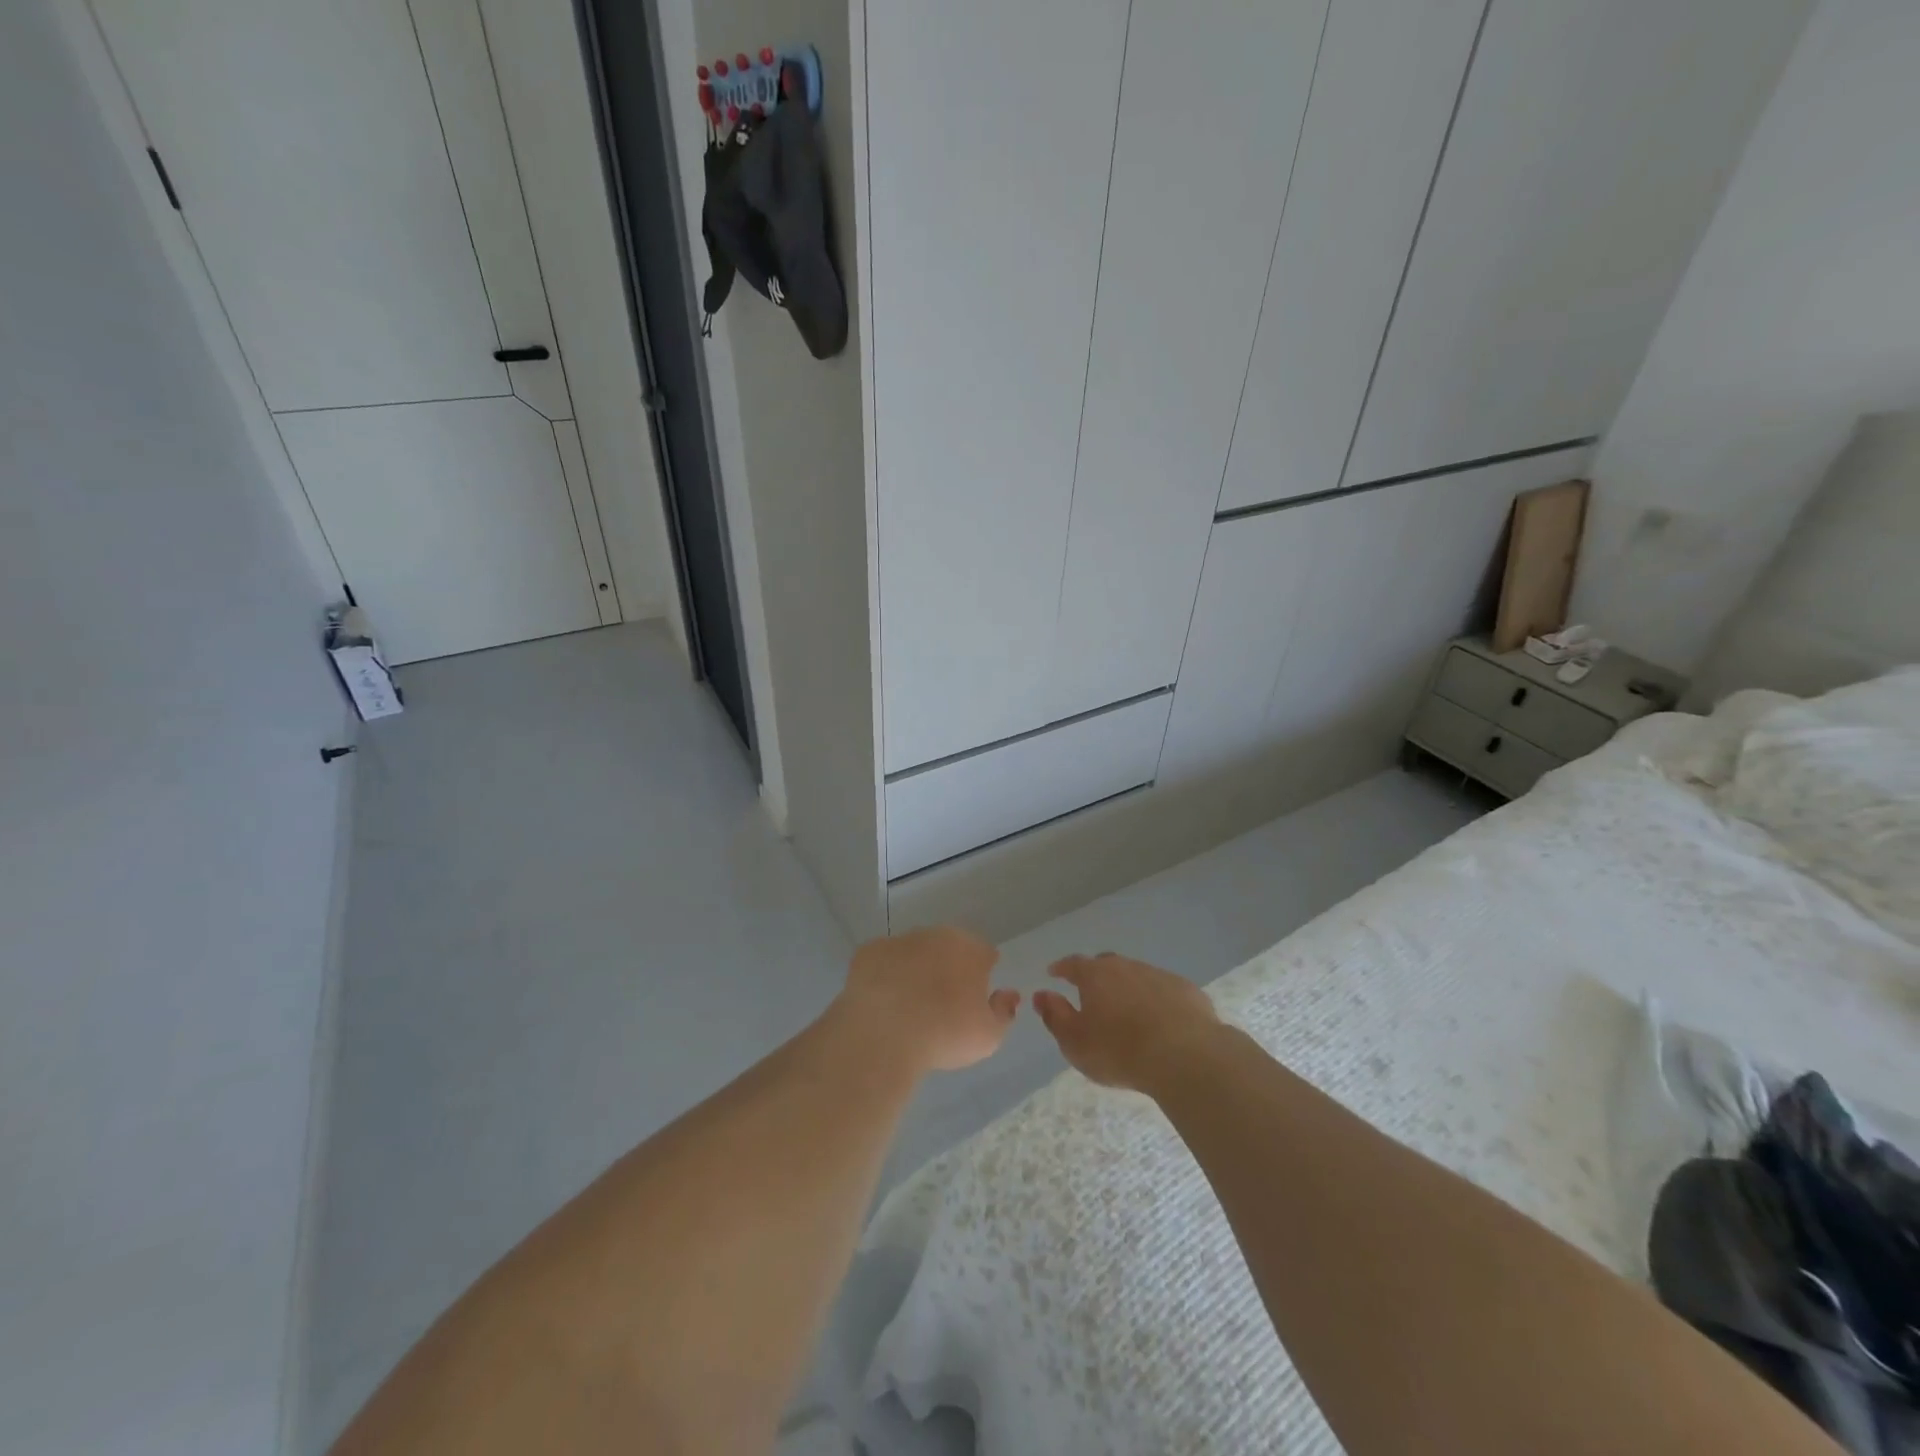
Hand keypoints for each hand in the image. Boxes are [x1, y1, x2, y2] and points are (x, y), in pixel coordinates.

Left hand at [834, 926, 1019, 1073]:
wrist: (883, 1034)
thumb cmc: (945, 1033)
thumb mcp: (989, 1036)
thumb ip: (1004, 1012)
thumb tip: (1008, 994)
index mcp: (969, 948)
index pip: (984, 953)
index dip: (982, 973)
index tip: (975, 997)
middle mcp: (935, 935)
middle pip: (948, 947)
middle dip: (948, 967)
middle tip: (942, 1002)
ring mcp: (899, 940)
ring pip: (914, 952)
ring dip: (915, 969)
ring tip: (909, 1005)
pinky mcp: (868, 952)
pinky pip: (883, 962)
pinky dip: (885, 976)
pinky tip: (883, 1002)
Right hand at [1032, 952, 1220, 1094]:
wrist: (1184, 1055)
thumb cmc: (1119, 1050)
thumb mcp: (1075, 1042)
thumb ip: (1055, 1016)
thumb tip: (1041, 994)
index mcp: (1095, 975)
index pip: (1073, 964)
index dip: (1062, 968)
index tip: (1054, 973)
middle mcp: (1126, 966)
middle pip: (1106, 965)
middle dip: (1096, 976)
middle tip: (1092, 993)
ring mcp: (1159, 975)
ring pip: (1137, 976)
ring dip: (1128, 989)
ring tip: (1127, 1012)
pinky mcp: (1186, 991)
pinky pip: (1164, 991)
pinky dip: (1156, 1000)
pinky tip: (1160, 1021)